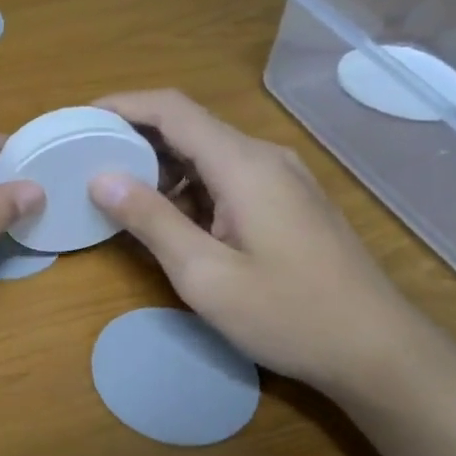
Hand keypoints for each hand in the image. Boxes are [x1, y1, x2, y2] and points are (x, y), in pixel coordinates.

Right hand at [88, 90, 425, 393]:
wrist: (376, 349)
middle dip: (134, 139)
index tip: (79, 120)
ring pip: (207, 155)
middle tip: (87, 163)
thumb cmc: (287, 314)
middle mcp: (264, 158)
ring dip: (160, 168)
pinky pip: (226, 179)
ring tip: (117, 197)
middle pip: (189, 127)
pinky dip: (188, 189)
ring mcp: (281, 180)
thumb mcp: (205, 275)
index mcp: (243, 165)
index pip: (172, 110)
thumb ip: (152, 222)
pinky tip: (168, 221)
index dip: (122, 106)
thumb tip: (101, 178)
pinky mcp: (287, 203)